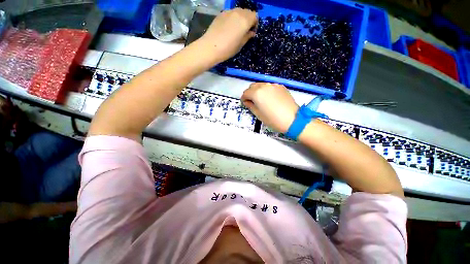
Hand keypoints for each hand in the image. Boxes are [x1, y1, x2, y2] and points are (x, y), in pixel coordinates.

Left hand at [199, 8, 256, 62]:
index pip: (255, 16)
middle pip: (247, 12)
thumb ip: (247, 36)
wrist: (211, 47)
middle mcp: (238, 12)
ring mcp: (229, 12)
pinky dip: (232, 18)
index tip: (251, 32)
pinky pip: (230, 13)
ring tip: (236, 29)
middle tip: (244, 30)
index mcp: (245, 20)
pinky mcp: (221, 14)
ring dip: (240, 18)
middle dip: (248, 20)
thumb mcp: (241, 45)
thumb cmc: (228, 48)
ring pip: (238, 11)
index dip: (255, 24)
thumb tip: (251, 32)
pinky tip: (228, 27)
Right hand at [241, 83, 298, 132]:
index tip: (245, 103)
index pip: (246, 93)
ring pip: (261, 85)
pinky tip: (269, 99)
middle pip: (252, 86)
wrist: (293, 119)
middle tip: (251, 102)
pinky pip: (270, 86)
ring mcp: (273, 85)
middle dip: (250, 93)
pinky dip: (266, 91)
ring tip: (261, 100)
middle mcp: (264, 86)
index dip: (243, 98)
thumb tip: (247, 102)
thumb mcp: (258, 114)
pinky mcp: (281, 86)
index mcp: (257, 93)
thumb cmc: (273, 119)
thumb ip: (250, 106)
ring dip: (258, 91)